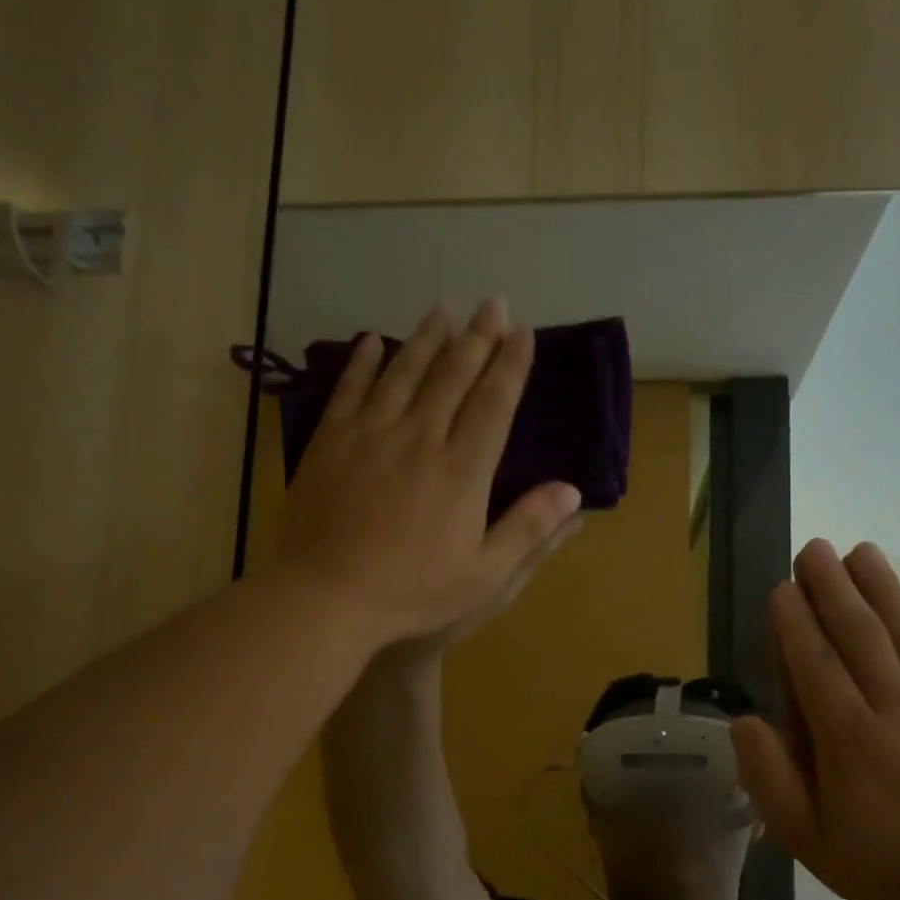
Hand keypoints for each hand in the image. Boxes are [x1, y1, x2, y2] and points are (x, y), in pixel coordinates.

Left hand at [276, 297, 582, 651]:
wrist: (327, 596)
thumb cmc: (413, 591)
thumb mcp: (485, 574)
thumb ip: (528, 529)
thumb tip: (572, 491)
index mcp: (462, 470)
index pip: (494, 404)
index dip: (510, 366)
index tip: (523, 333)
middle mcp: (419, 438)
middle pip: (452, 377)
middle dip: (476, 338)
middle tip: (492, 303)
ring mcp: (370, 435)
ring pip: (404, 373)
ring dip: (427, 338)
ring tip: (444, 308)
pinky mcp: (330, 443)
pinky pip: (350, 389)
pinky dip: (364, 362)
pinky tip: (374, 340)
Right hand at [732, 540, 899, 899]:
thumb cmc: (885, 871)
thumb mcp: (807, 838)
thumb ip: (770, 777)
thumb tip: (746, 720)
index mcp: (848, 740)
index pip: (814, 664)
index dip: (795, 622)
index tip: (782, 586)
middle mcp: (897, 710)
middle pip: (861, 636)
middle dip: (833, 588)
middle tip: (815, 549)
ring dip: (884, 589)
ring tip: (863, 551)